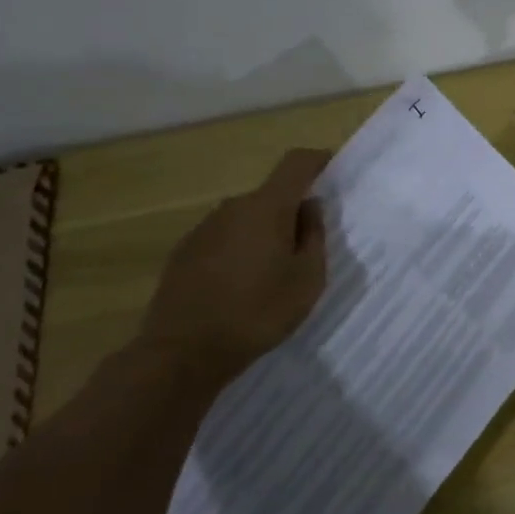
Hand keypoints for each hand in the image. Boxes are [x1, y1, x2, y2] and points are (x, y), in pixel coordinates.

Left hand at [142, 149, 331, 373]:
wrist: (182, 353)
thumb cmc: (257, 313)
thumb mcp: (307, 280)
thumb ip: (314, 236)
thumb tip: (309, 207)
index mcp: (267, 207)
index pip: (296, 163)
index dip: (317, 160)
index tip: (332, 170)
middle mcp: (233, 207)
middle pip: (270, 194)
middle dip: (291, 210)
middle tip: (307, 245)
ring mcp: (203, 229)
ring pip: (246, 218)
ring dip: (264, 233)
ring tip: (273, 273)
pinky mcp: (183, 253)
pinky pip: (223, 238)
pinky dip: (239, 250)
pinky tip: (241, 287)